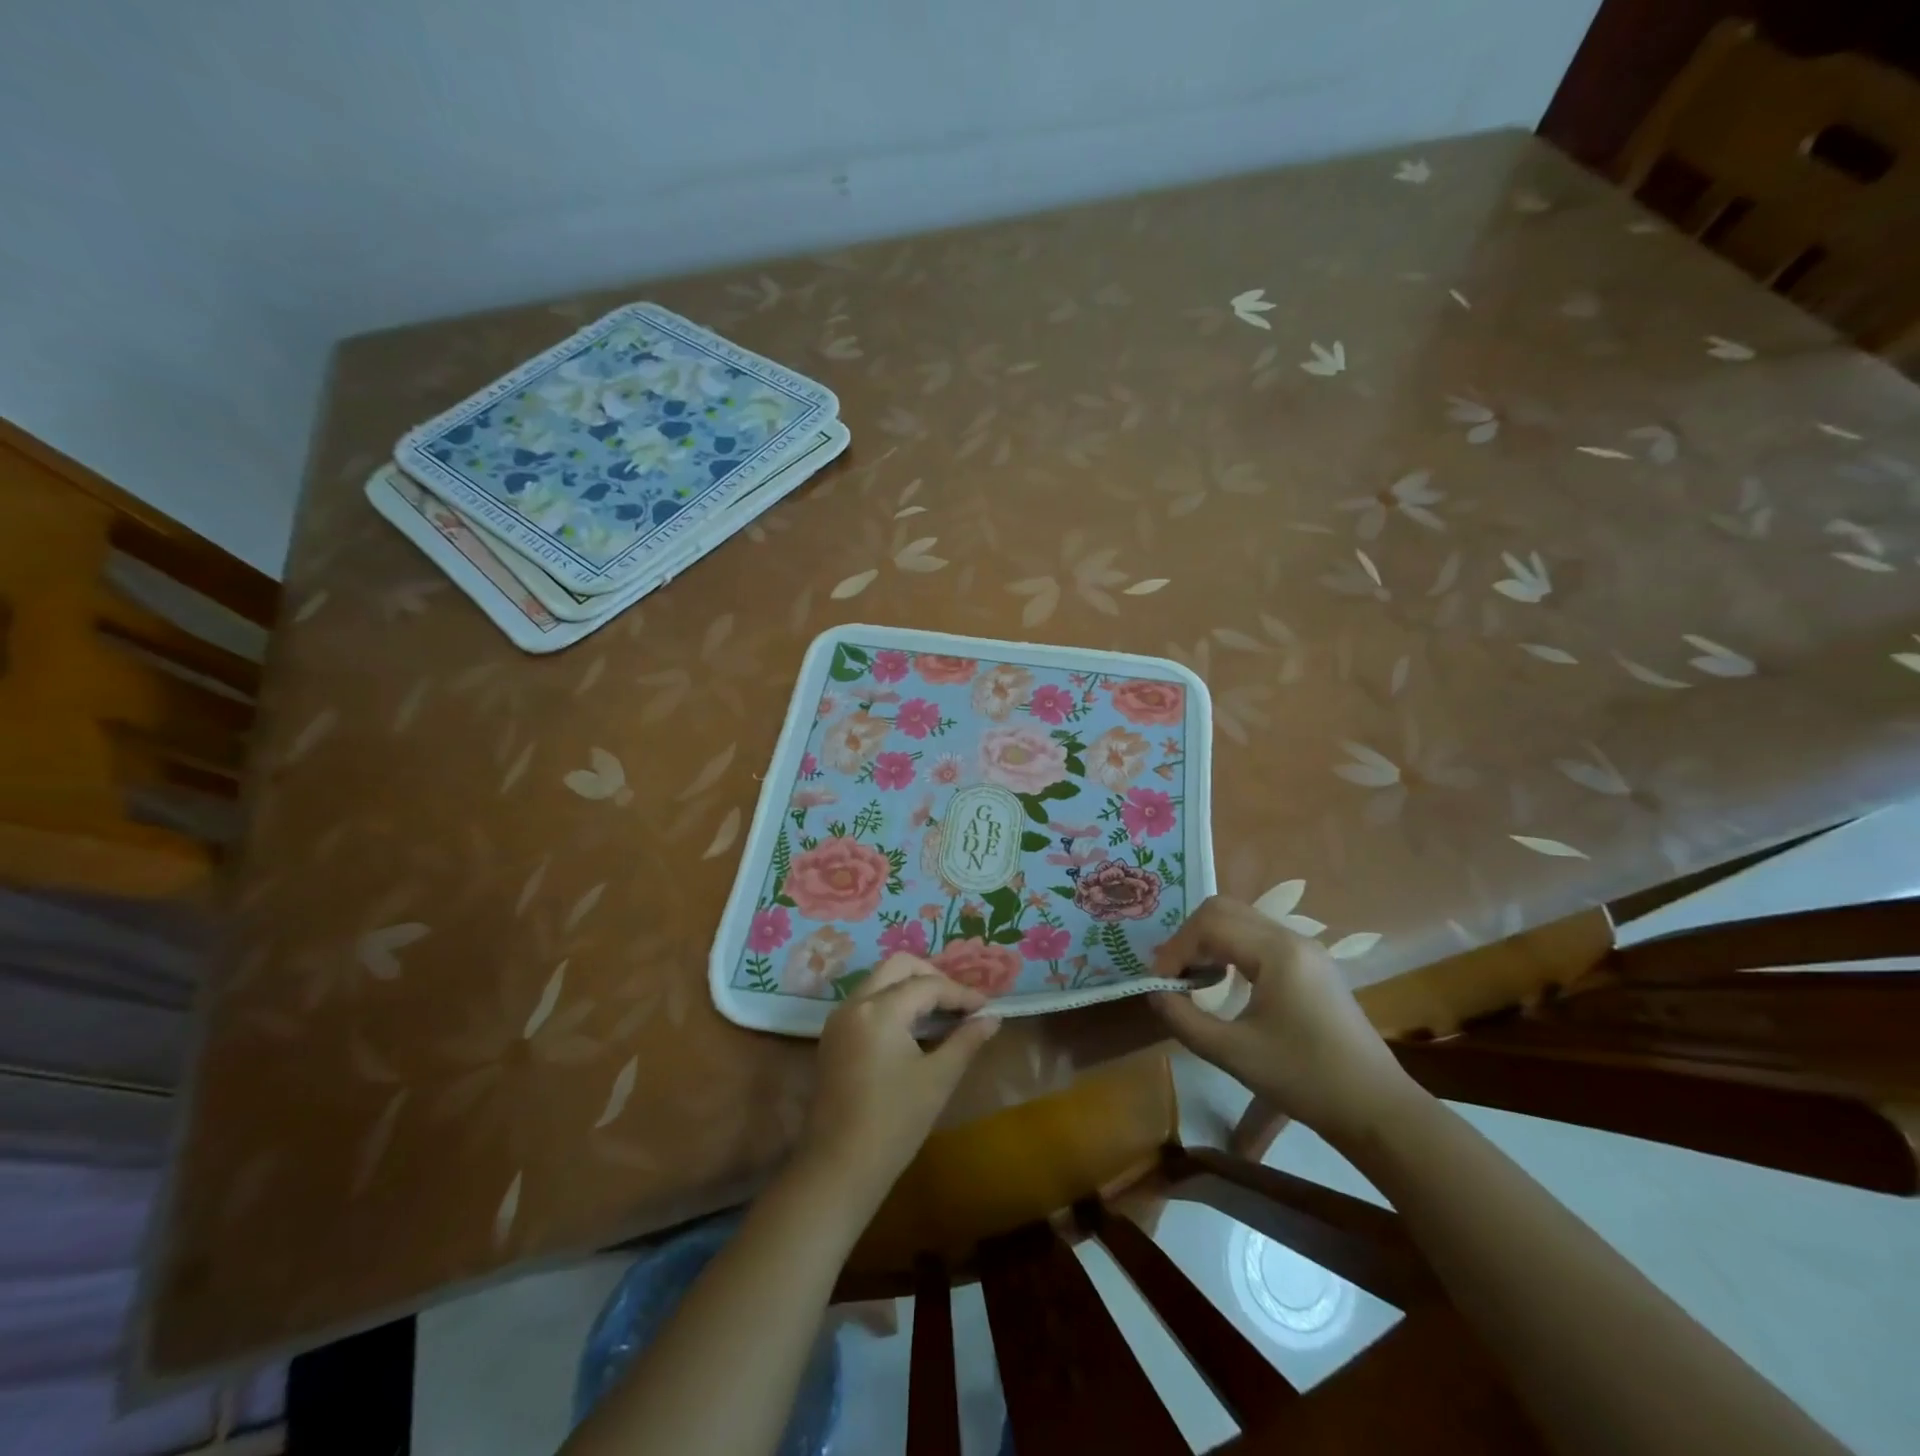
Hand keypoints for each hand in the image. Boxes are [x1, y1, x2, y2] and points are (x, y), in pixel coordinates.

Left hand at [795, 953, 1000, 1209]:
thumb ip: (966, 1041)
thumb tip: (992, 1018)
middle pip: (897, 966)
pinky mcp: (833, 1038)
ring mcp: (839, 1020)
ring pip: (879, 981)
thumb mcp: (938, 1079)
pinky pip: (867, 1002)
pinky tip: (914, 1028)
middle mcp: (855, 1004)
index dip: (961, 993)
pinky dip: (892, 1002)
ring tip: (942, 1013)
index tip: (986, 1007)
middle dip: (931, 976)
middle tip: (959, 1002)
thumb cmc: (894, 1123)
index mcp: (879, 1010)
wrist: (839, 1169)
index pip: (927, 985)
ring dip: (911, 987)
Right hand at [1150, 896, 1417, 1145]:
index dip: (1176, 950)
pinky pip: (1259, 938)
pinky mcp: (1312, 965)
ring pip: (1241, 920)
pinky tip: (1223, 981)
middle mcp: (1292, 938)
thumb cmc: (1305, 1079)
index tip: (1159, 984)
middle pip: (1224, 909)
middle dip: (1189, 937)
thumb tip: (1154, 992)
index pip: (1209, 925)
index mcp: (1277, 952)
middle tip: (1172, 974)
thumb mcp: (1233, 1053)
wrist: (1377, 1110)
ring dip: (1209, 941)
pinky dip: (1231, 948)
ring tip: (1192, 978)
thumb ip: (1183, 1019)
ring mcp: (1306, 949)